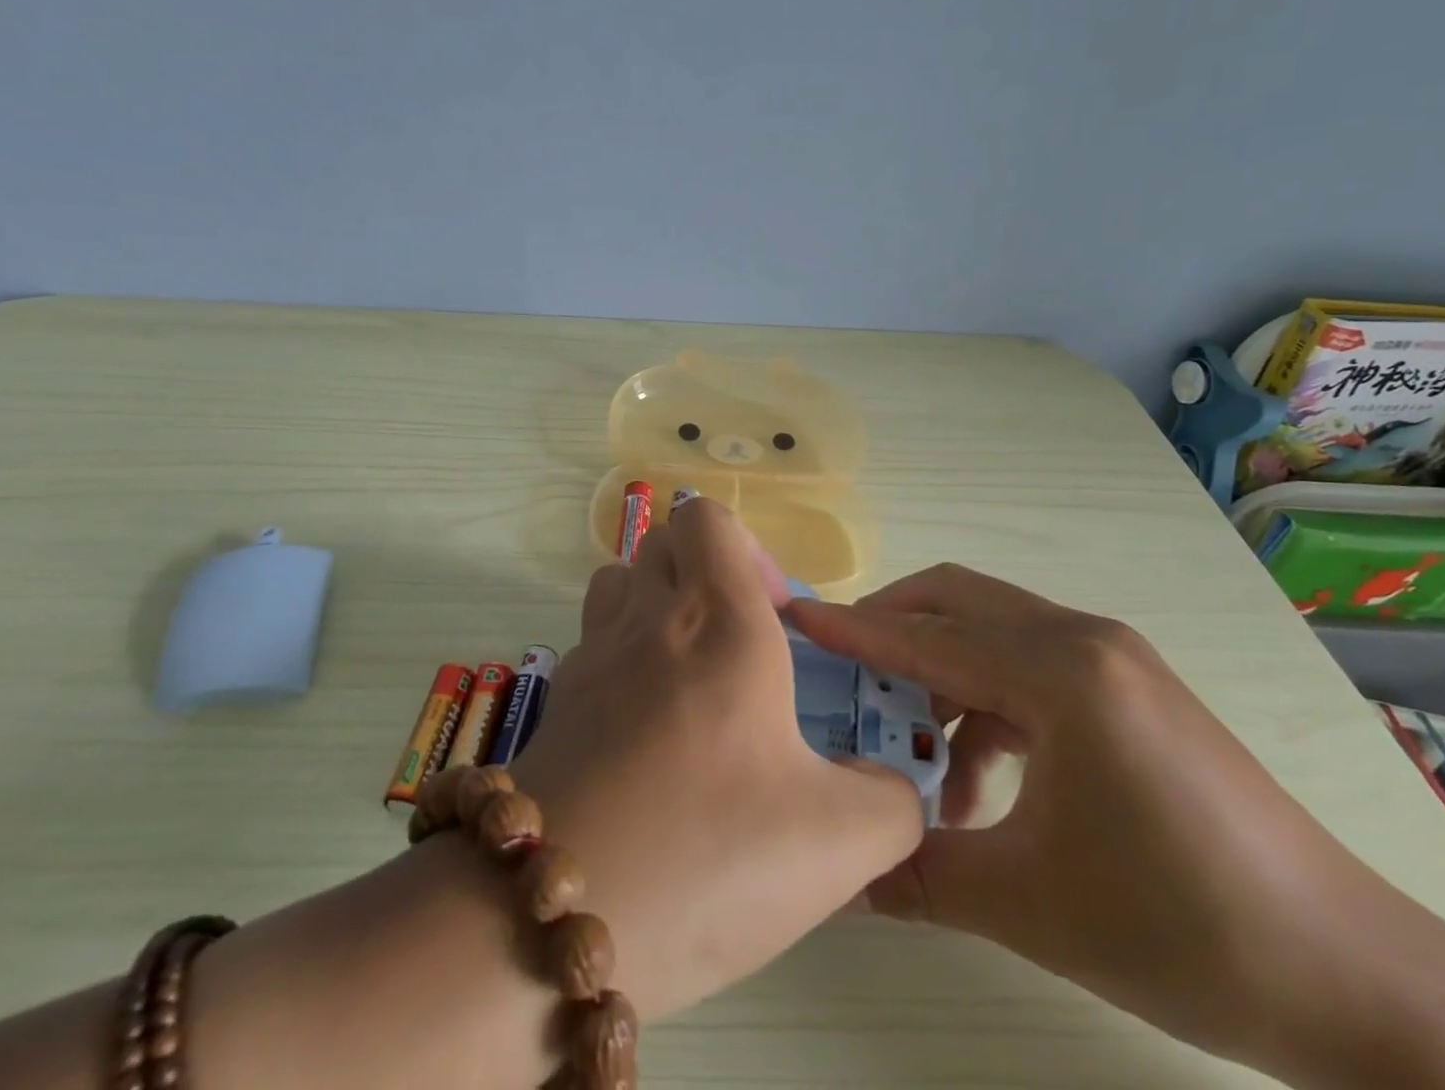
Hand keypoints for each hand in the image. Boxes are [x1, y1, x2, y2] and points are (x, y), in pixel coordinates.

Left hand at [506, 498, 923, 1021]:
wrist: (552, 925)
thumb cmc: (706, 855)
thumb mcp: (839, 843)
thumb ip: (892, 801)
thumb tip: (890, 783)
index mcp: (718, 621)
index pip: (706, 518)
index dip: (747, 549)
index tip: (777, 618)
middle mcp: (648, 620)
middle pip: (663, 542)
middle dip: (706, 571)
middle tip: (742, 643)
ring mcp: (592, 658)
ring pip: (619, 583)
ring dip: (657, 603)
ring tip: (692, 674)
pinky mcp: (557, 704)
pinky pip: (593, 642)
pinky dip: (623, 658)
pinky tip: (648, 733)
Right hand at [783, 565, 1409, 1064]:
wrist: (1353, 980)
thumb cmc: (1181, 927)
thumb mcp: (1027, 903)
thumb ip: (917, 873)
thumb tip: (839, 874)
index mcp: (1061, 671)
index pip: (928, 636)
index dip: (853, 629)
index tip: (793, 618)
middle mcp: (1084, 639)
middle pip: (958, 601)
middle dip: (891, 628)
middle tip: (842, 675)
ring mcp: (1113, 658)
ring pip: (992, 633)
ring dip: (940, 678)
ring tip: (914, 760)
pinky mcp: (1129, 687)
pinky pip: (1030, 668)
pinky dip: (986, 705)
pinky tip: (977, 781)